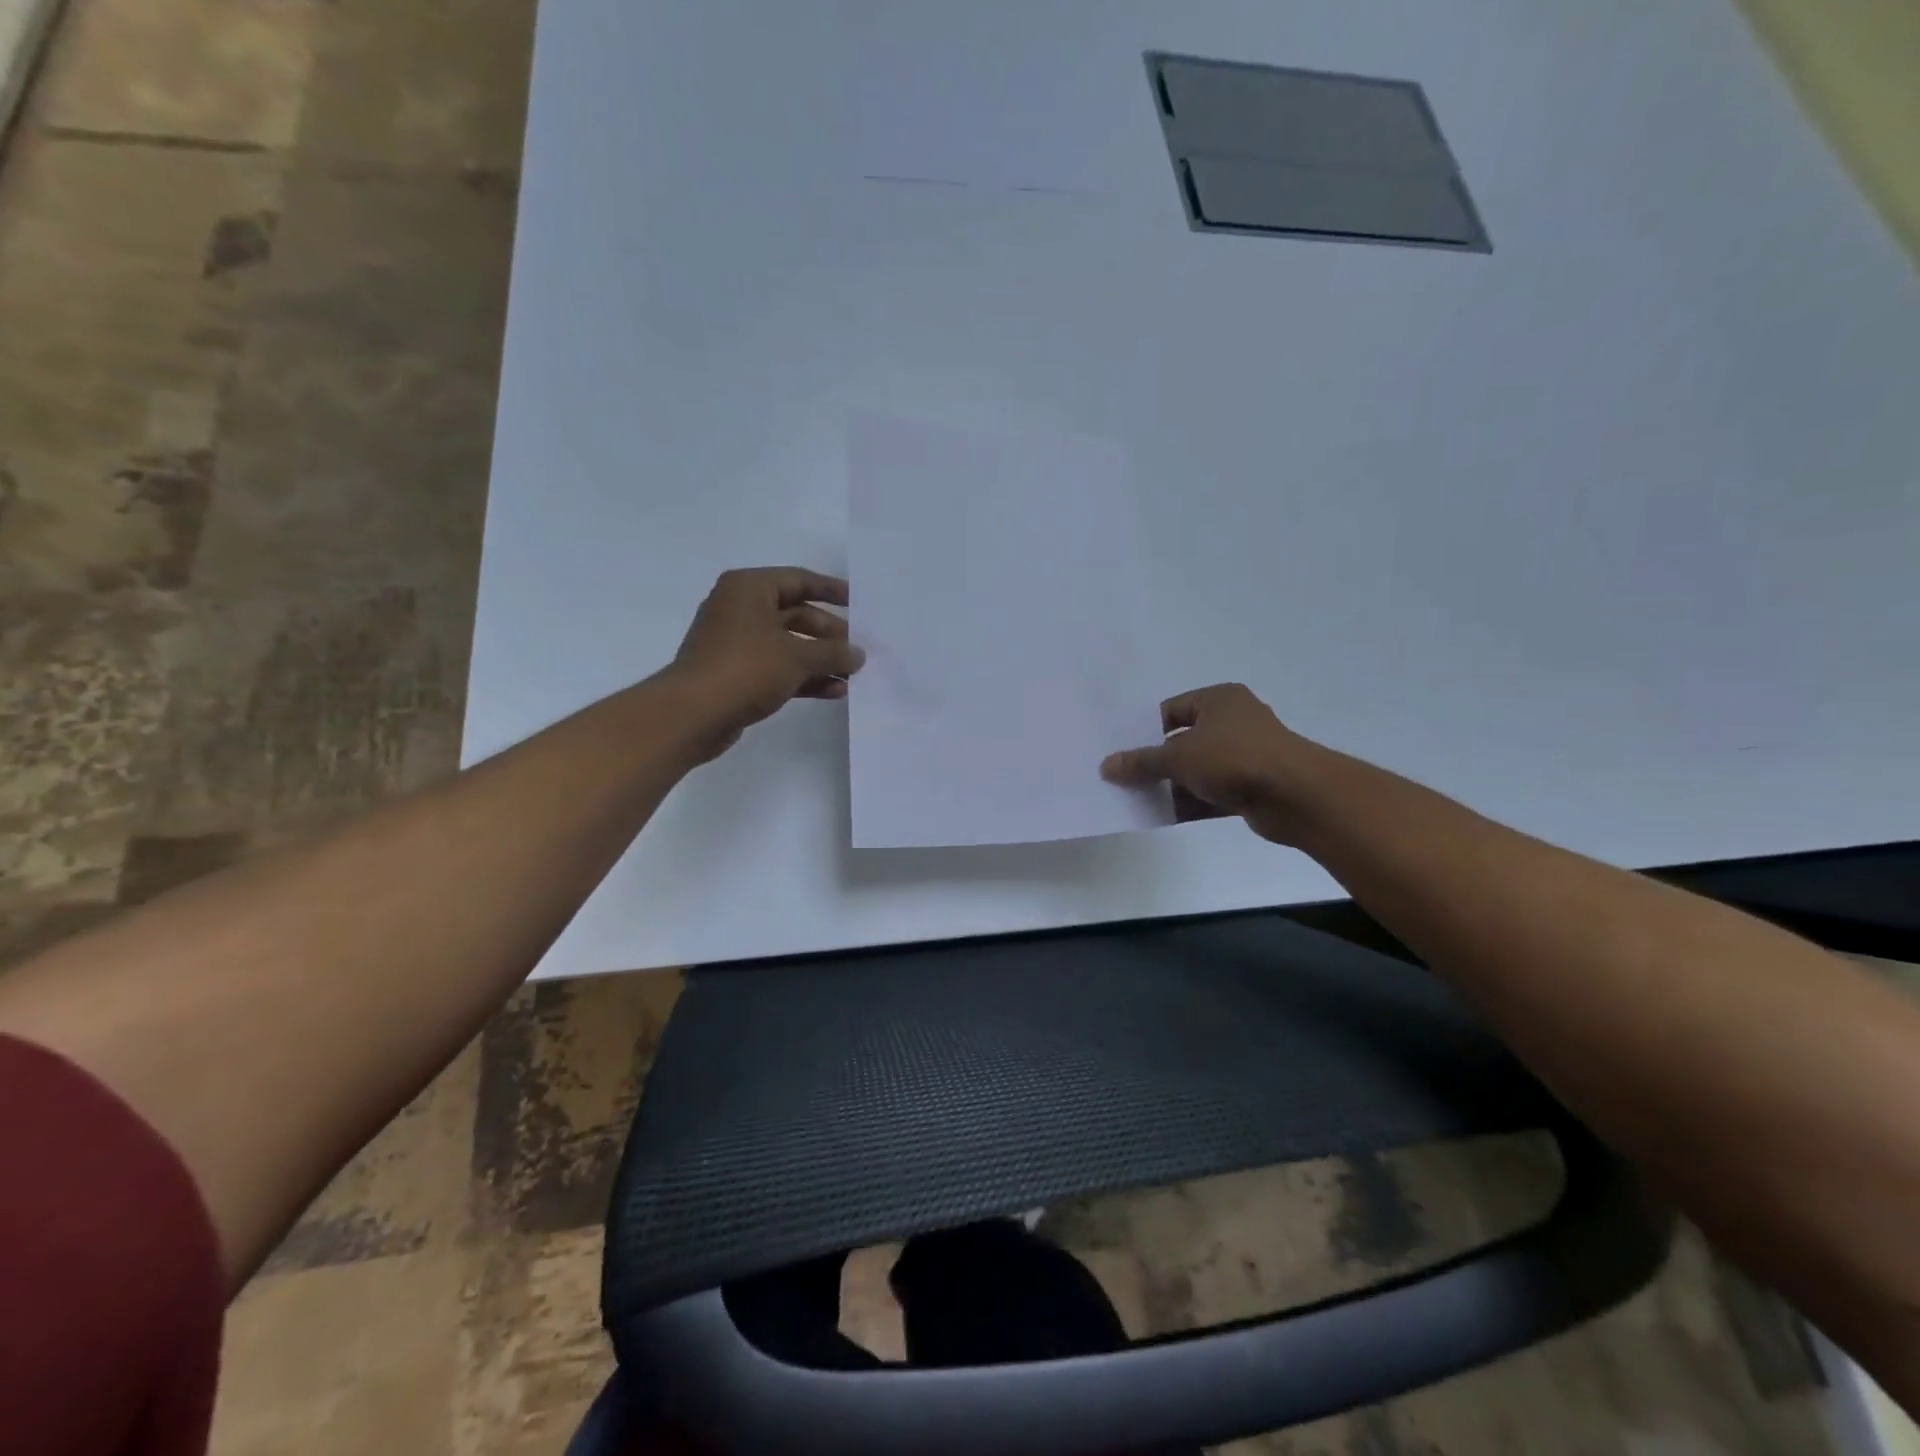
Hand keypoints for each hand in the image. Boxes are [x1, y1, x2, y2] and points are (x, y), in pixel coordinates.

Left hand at [667, 567, 865, 760]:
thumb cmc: (745, 668)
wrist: (693, 714)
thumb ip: (833, 653)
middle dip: (829, 634)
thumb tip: (859, 654)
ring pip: (789, 645)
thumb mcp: (797, 656)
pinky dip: (805, 677)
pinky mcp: (737, 675)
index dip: (831, 590)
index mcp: (749, 589)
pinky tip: (834, 691)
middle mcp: (741, 610)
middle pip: (796, 615)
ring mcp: (737, 644)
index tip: (859, 602)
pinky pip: (779, 669)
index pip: (798, 580)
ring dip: (821, 659)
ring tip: (853, 674)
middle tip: (859, 649)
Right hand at [1101, 684, 1312, 844]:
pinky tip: (1163, 816)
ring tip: (1136, 799)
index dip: (1144, 730)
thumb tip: (1107, 766)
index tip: (1121, 750)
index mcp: (1219, 699)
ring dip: (1172, 785)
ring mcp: (1246, 755)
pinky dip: (1191, 802)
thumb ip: (1141, 762)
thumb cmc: (1234, 758)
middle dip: (1156, 761)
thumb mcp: (1178, 756)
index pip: (1171, 710)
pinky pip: (1212, 792)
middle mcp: (1234, 722)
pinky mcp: (1252, 786)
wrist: (1296, 796)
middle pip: (1183, 741)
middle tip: (1123, 777)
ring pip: (1197, 769)